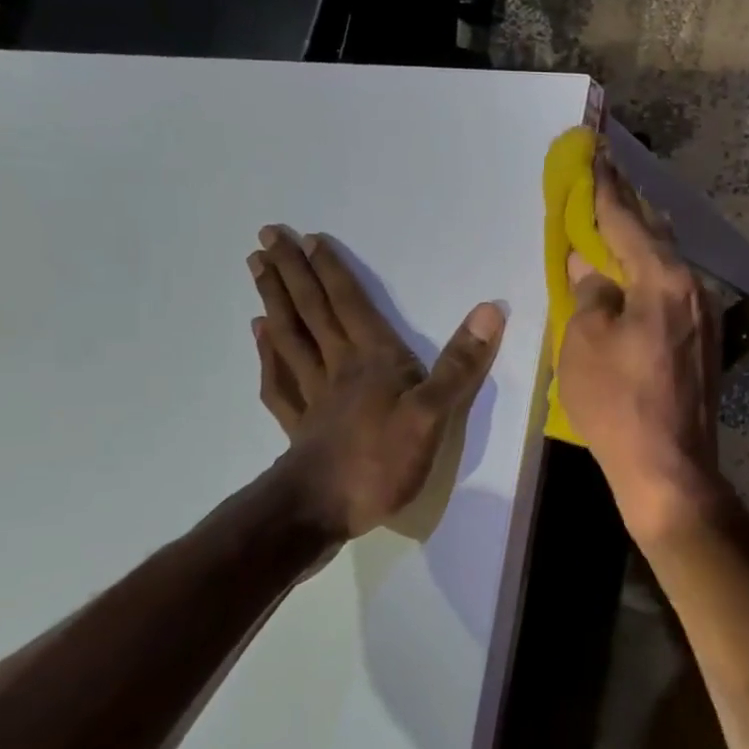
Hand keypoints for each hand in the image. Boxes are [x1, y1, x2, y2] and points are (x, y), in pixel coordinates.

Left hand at [249, 225, 504, 549]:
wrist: (322, 511)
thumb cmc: (381, 461)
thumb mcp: (433, 414)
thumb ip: (458, 364)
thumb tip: (490, 310)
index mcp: (371, 360)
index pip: (349, 305)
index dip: (331, 271)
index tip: (307, 239)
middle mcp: (338, 367)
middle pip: (312, 312)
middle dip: (291, 272)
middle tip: (267, 236)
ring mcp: (313, 395)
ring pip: (290, 337)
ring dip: (275, 300)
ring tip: (257, 269)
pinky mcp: (300, 424)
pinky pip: (279, 378)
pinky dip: (268, 352)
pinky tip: (261, 335)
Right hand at [556, 157, 735, 546]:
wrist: (670, 470)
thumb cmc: (618, 404)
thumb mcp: (584, 344)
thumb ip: (589, 296)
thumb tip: (591, 272)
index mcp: (664, 281)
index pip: (627, 222)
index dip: (606, 189)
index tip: (597, 155)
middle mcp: (694, 289)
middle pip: (657, 235)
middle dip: (630, 208)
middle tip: (607, 180)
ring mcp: (705, 318)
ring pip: (669, 265)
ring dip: (642, 243)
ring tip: (618, 223)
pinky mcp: (705, 344)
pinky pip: (674, 293)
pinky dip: (651, 277)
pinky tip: (636, 280)